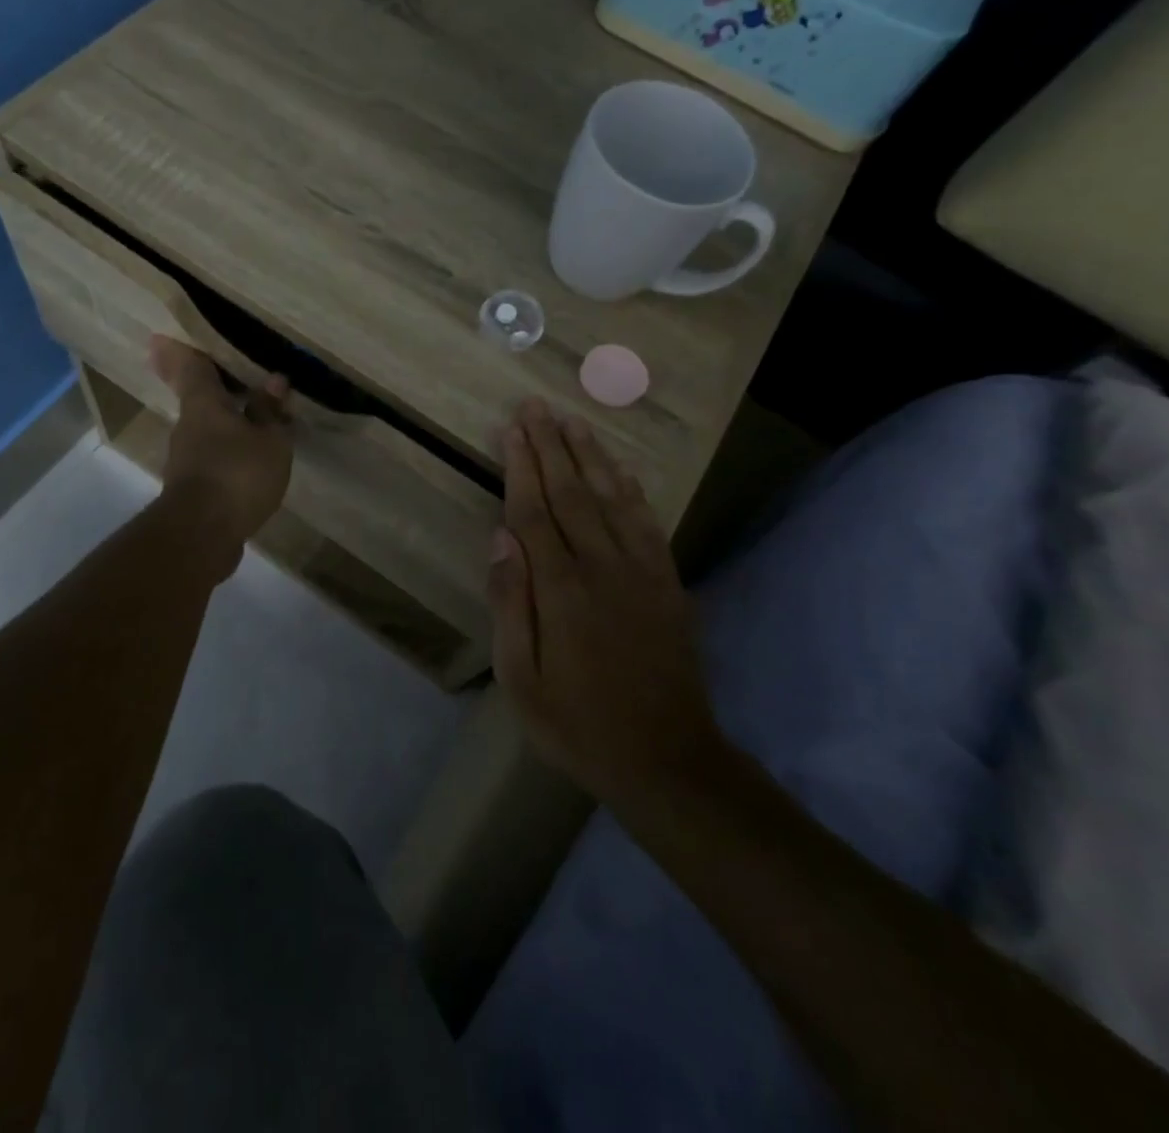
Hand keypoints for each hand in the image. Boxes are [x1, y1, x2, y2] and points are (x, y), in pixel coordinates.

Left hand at [149, 337, 292, 569]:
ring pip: (206, 430)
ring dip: (227, 423)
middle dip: (212, 388)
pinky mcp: (192, 488)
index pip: (191, 366)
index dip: (182, 350)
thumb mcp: (269, 441)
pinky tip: (251, 460)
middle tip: (232, 378)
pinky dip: (229, 452)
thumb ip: (270, 412)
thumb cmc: (237, 474)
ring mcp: (186, 459)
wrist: (201, 535)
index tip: (163, 337)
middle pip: (198, 398)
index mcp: (203, 404)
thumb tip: (274, 382)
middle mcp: (188, 426)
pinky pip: (213, 458)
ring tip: (257, 421)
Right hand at [489, 399, 721, 809]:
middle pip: (571, 493)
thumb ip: (511, 604)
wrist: (668, 761)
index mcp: (561, 590)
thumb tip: (500, 539)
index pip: (534, 512)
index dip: (521, 467)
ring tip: (573, 420)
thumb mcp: (521, 680)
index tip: (512, 429)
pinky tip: (619, 469)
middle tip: (535, 406)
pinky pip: (647, 524)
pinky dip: (631, 490)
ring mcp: (642, 573)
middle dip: (550, 446)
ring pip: (611, 498)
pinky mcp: (668, 584)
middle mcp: (603, 568)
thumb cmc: (579, 724)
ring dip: (590, 456)